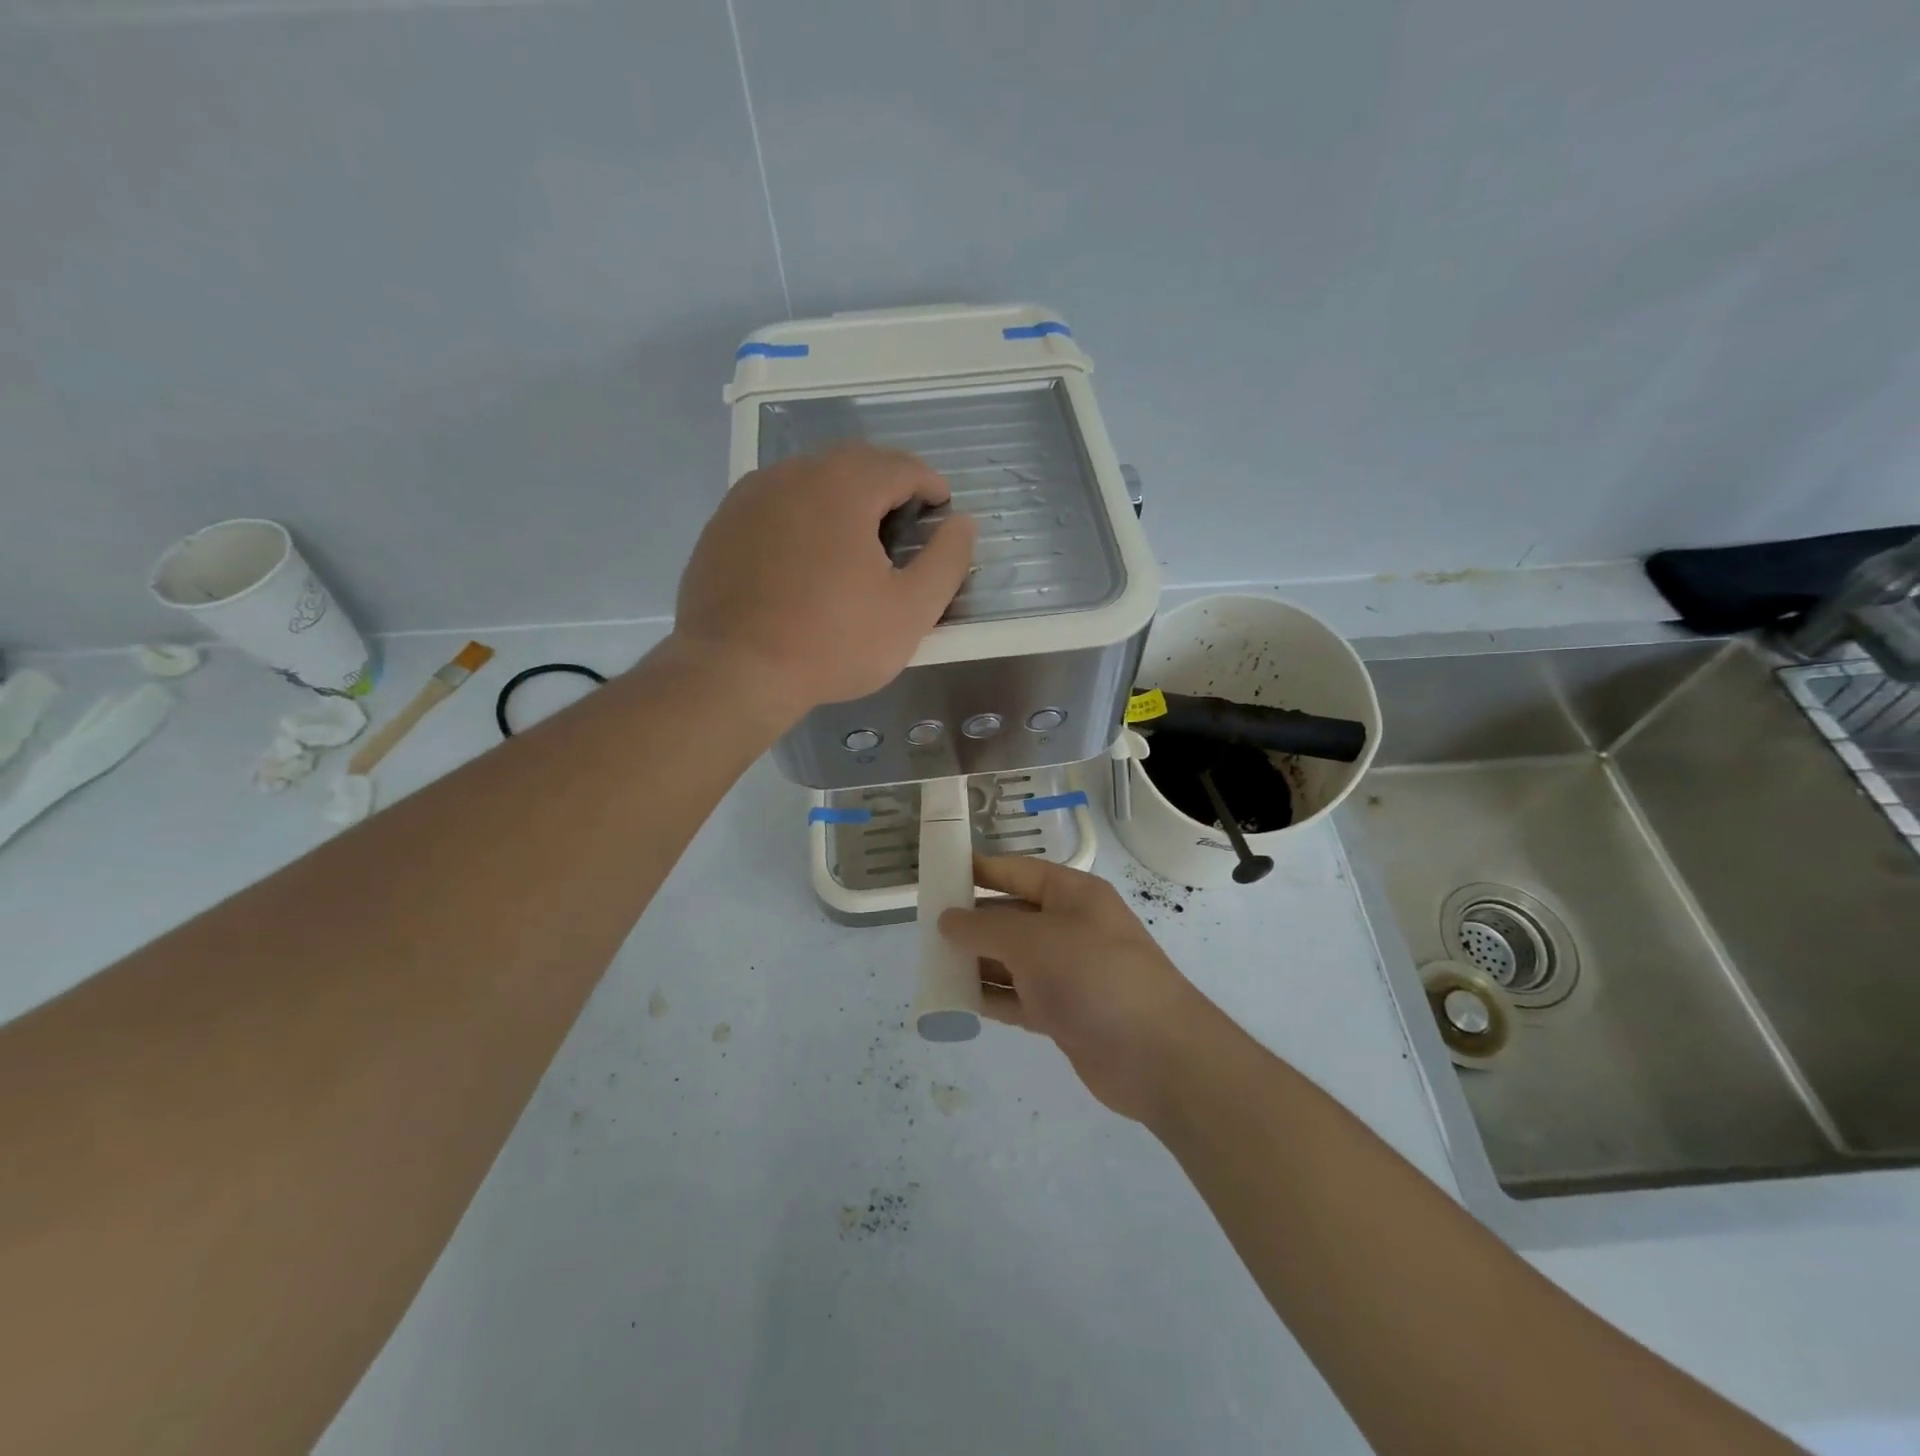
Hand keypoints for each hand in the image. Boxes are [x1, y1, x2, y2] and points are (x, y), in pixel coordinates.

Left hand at [669, 443, 976, 721]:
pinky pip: (776, 502)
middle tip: (905, 519)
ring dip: (843, 495)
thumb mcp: (911, 610)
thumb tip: (963, 522)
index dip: (930, 483)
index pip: (900, 465)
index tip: (942, 508)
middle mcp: (794, 474)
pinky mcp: (723, 523)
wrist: (734, 671)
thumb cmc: (833, 642)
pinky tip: (807, 553)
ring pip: (810, 478)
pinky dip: (803, 513)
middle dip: (887, 482)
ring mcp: (751, 496)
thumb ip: (947, 560)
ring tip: (857, 535)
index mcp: (844, 486)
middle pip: (854, 462)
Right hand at [939, 855, 1216, 1123]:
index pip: (1016, 871)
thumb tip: (948, 919)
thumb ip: (985, 928)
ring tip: (932, 964)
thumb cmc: (1094, 976)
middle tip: (925, 927)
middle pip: (1011, 916)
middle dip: (971, 921)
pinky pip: (1018, 997)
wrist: (1157, 1055)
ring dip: (976, 962)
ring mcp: (1067, 972)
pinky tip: (956, 1001)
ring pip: (1011, 960)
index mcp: (1071, 894)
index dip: (978, 870)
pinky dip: (990, 998)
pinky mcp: (1064, 1013)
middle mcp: (1069, 927)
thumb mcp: (1033, 940)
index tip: (938, 872)